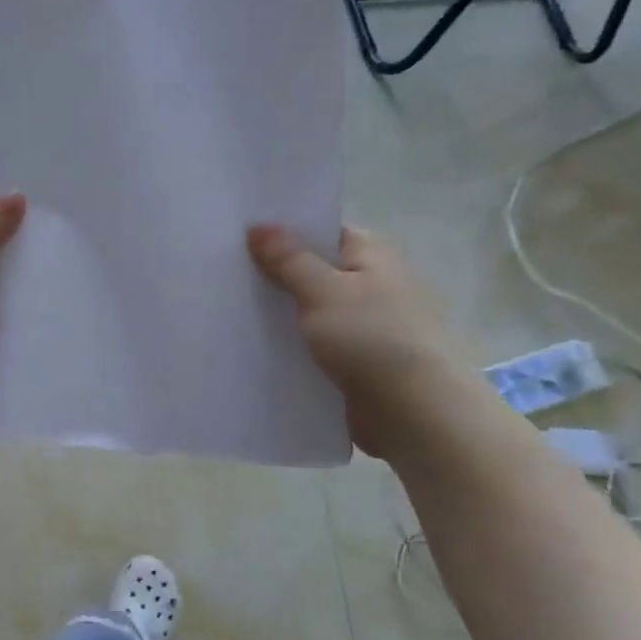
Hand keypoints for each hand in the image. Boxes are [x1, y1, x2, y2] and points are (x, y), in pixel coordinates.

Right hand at [247, 224, 477, 457]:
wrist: (416, 413)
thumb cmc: (373, 338)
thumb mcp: (323, 290)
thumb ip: (288, 260)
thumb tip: (258, 226)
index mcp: (372, 255)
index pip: (323, 232)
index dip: (284, 233)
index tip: (239, 238)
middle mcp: (372, 285)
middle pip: (314, 272)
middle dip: (275, 277)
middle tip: (223, 276)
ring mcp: (366, 326)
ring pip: (311, 313)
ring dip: (281, 315)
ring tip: (228, 312)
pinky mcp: (357, 363)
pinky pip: (315, 347)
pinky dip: (291, 347)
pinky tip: (255, 349)